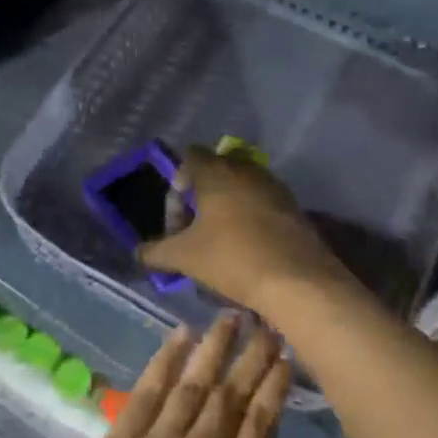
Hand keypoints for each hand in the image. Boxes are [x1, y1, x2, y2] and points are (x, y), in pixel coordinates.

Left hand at [9, 316, 289, 437]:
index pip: (261, 428)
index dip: (274, 389)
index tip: (286, 357)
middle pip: (232, 397)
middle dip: (251, 357)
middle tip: (266, 324)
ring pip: (194, 383)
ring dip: (214, 347)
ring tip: (230, 316)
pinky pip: (148, 389)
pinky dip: (166, 359)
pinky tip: (181, 335)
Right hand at [137, 147, 348, 318]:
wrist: (299, 281)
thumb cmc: (233, 258)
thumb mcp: (185, 257)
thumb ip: (156, 251)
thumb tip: (138, 252)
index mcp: (216, 172)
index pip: (190, 156)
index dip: (177, 184)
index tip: (177, 220)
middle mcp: (246, 170)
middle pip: (215, 172)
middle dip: (200, 199)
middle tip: (194, 234)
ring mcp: (274, 187)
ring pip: (240, 189)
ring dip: (226, 210)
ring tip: (219, 246)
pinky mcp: (294, 208)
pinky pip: (262, 205)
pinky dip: (250, 221)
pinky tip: (247, 252)